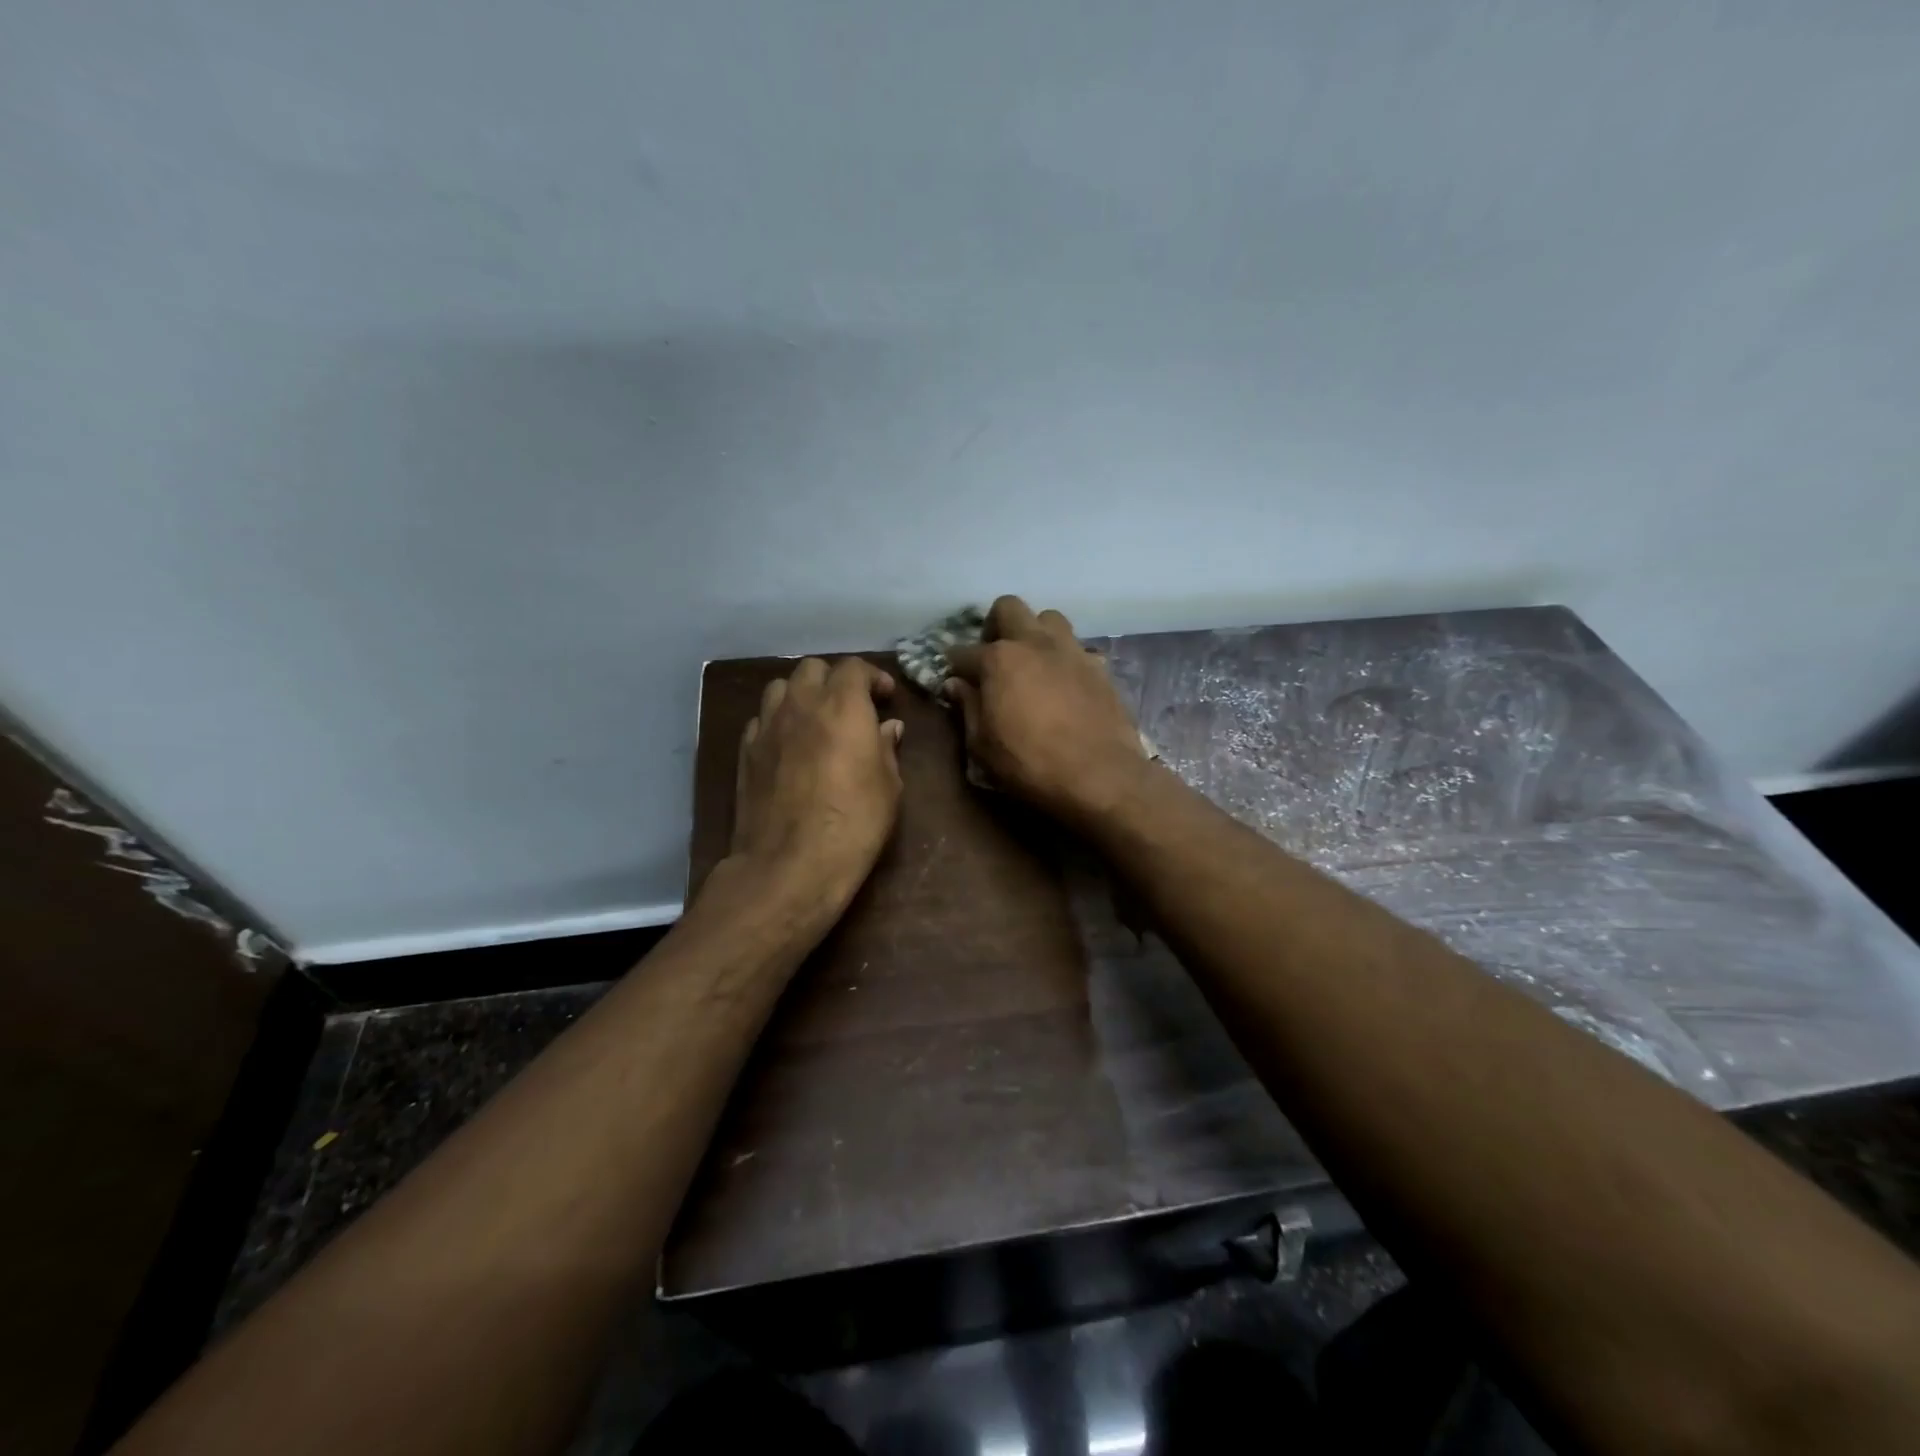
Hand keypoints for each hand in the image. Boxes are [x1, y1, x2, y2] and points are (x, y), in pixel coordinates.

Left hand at [731, 656, 904, 905]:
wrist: (791, 863)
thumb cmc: (854, 823)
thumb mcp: (889, 787)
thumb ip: (887, 748)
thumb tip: (887, 728)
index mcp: (843, 705)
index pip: (854, 667)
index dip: (872, 677)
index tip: (885, 697)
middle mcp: (801, 704)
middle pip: (813, 669)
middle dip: (834, 680)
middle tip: (851, 706)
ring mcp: (767, 726)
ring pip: (780, 687)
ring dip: (801, 695)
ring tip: (815, 719)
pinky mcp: (745, 752)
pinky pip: (761, 720)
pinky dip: (777, 722)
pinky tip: (788, 745)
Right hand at [943, 595, 1148, 823]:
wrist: (1101, 776)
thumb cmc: (1031, 764)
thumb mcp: (983, 746)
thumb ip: (968, 708)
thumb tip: (956, 685)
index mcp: (999, 659)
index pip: (963, 652)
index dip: (955, 667)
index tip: (955, 681)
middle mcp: (1035, 643)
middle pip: (1009, 607)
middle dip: (995, 625)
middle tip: (994, 656)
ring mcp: (1071, 651)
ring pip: (1049, 619)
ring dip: (1035, 634)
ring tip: (1033, 664)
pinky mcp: (1099, 667)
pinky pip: (1077, 649)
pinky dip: (1064, 659)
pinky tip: (1064, 685)